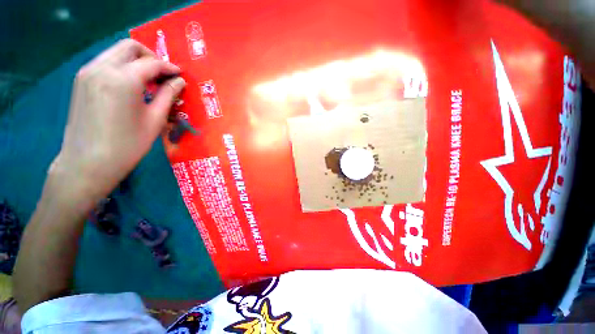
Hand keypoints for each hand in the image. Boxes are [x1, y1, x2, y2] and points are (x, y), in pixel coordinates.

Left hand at [51, 39, 185, 204]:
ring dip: (135, 61)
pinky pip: (105, 62)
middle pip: (129, 47)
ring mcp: (88, 72)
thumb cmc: (128, 145)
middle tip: (163, 75)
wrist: (88, 162)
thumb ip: (168, 96)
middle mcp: (102, 68)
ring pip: (116, 52)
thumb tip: (179, 82)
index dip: (169, 68)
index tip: (180, 76)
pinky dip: (121, 67)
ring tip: (148, 81)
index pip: (151, 63)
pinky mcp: (81, 80)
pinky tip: (130, 85)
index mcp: (123, 80)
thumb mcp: (155, 120)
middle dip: (150, 57)